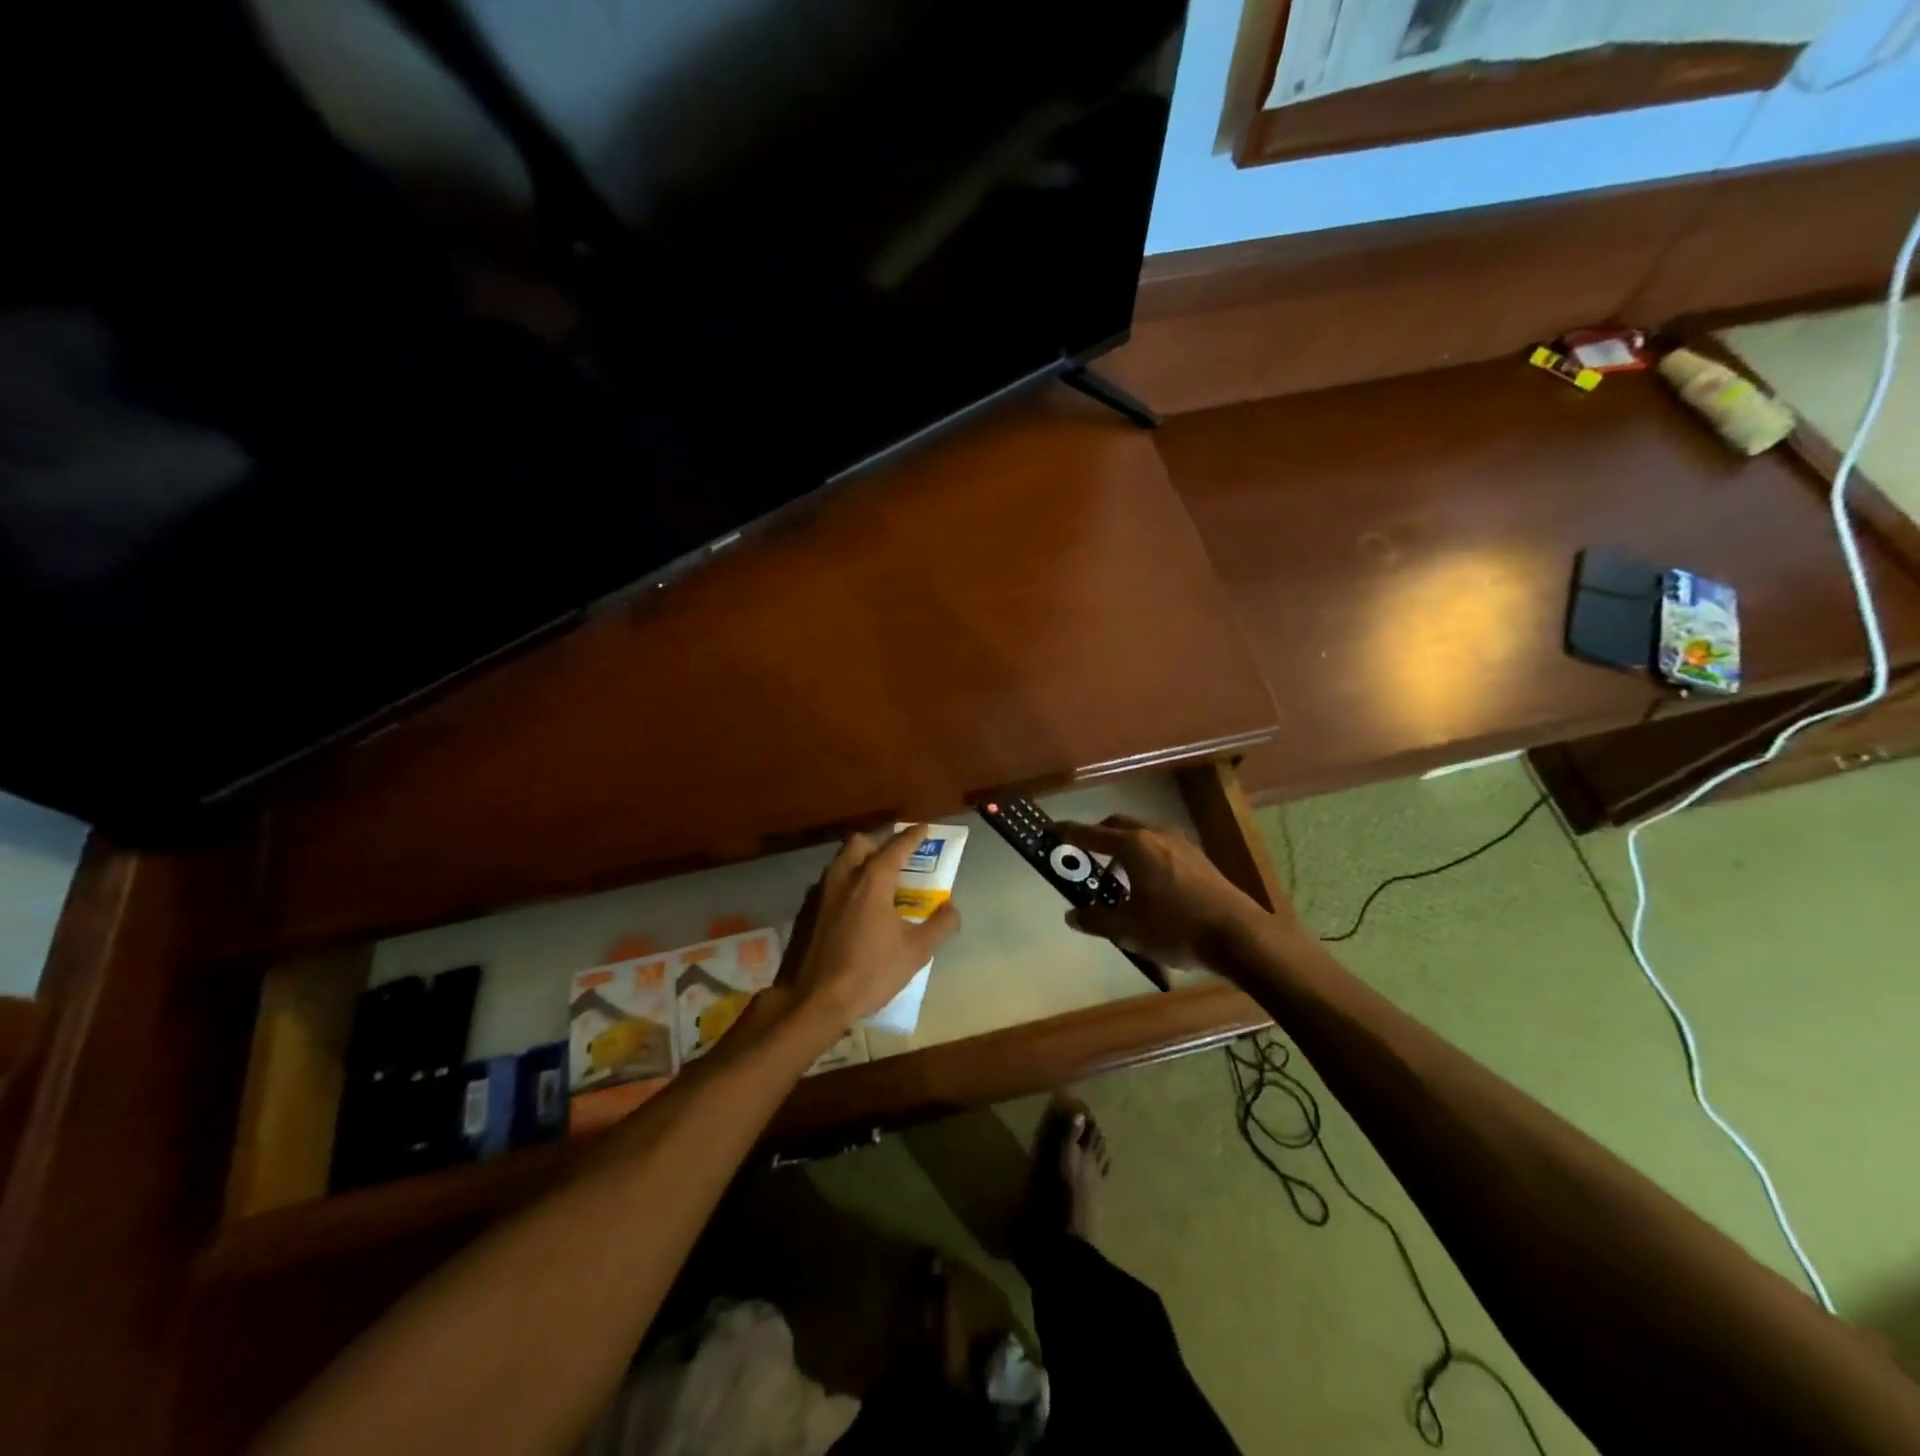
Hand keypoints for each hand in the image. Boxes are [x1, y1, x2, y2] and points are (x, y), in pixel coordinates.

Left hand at [773, 825, 960, 1040]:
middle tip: (896, 856)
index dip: (913, 836)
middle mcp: (843, 877)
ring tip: (876, 880)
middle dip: (879, 842)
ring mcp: (820, 894)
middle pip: (860, 843)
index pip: (896, 847)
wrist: (814, 1000)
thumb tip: (951, 908)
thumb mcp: (916, 952)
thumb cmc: (870, 972)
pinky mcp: (806, 912)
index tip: (924, 828)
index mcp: (872, 881)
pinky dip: (845, 883)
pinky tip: (853, 907)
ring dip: (859, 862)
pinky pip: (829, 884)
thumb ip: (939, 925)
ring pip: (841, 862)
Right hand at [1055, 815, 1268, 969]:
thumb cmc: (1175, 928)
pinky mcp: (1200, 859)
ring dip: (1125, 849)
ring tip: (1118, 879)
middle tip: (1085, 854)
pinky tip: (1149, 887)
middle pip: (1119, 826)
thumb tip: (1072, 915)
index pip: (1092, 834)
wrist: (1239, 936)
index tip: (1052, 829)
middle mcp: (1156, 835)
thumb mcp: (1128, 929)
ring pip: (1143, 836)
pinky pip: (1162, 848)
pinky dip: (1146, 858)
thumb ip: (1096, 920)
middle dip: (1099, 836)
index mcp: (1134, 846)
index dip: (1070, 832)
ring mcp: (1182, 844)